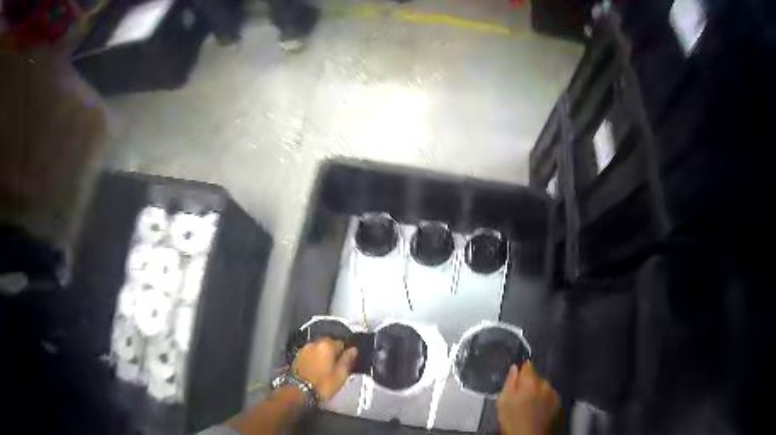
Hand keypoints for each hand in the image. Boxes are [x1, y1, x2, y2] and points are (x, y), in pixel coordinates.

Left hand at [293, 338, 358, 401]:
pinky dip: (315, 359)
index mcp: (327, 345)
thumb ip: (348, 359)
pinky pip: (311, 354)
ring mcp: (304, 350)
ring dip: (324, 356)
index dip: (346, 353)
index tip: (348, 361)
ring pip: (319, 349)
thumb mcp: (341, 374)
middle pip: (329, 344)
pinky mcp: (297, 357)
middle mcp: (314, 344)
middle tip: (338, 366)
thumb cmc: (322, 384)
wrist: (300, 391)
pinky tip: (318, 370)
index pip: (342, 343)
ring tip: (328, 370)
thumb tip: (353, 351)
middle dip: (334, 353)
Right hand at [496, 362, 558, 434]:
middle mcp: (544, 383)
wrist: (528, 434)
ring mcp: (552, 392)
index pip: (528, 365)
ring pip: (542, 386)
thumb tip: (514, 369)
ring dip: (537, 392)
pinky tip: (536, 409)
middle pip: (535, 377)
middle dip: (528, 384)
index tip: (516, 378)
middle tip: (519, 397)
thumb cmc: (512, 419)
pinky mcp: (557, 401)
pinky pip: (549, 394)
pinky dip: (544, 399)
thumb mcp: (503, 400)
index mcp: (529, 380)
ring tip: (528, 405)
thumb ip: (509, 381)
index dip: (521, 371)